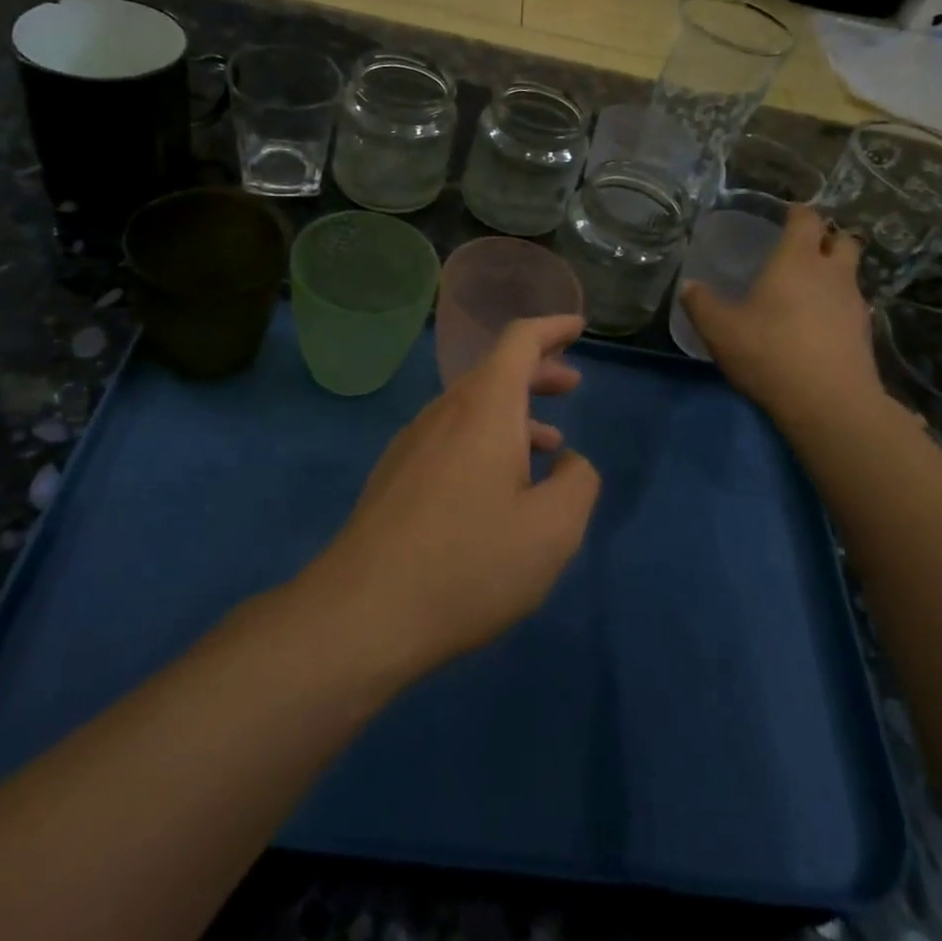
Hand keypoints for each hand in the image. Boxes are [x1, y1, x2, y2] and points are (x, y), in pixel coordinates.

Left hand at [310, 315, 600, 679]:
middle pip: (495, 371)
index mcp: (484, 407)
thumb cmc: (469, 563)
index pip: (519, 340)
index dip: (552, 328)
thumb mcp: (552, 530)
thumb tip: (568, 463)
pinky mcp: (396, 474)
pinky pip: (451, 436)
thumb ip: (577, 483)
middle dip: (538, 371)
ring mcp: (413, 442)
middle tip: (571, 383)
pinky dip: (486, 440)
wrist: (363, 613)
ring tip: (548, 443)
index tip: (578, 328)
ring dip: (514, 412)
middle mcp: (444, 411)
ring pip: (472, 407)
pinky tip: (498, 485)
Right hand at [679, 204, 885, 427]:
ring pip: (850, 273)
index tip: (787, 213)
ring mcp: (853, 302)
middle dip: (826, 238)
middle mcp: (831, 273)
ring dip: (834, 271)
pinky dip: (837, 303)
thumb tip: (689, 285)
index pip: (807, 219)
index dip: (798, 212)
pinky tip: (818, 322)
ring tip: (809, 286)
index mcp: (797, 260)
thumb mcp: (720, 330)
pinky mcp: (864, 332)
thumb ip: (701, 304)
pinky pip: (851, 304)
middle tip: (803, 247)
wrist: (830, 402)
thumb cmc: (770, 352)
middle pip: (841, 240)